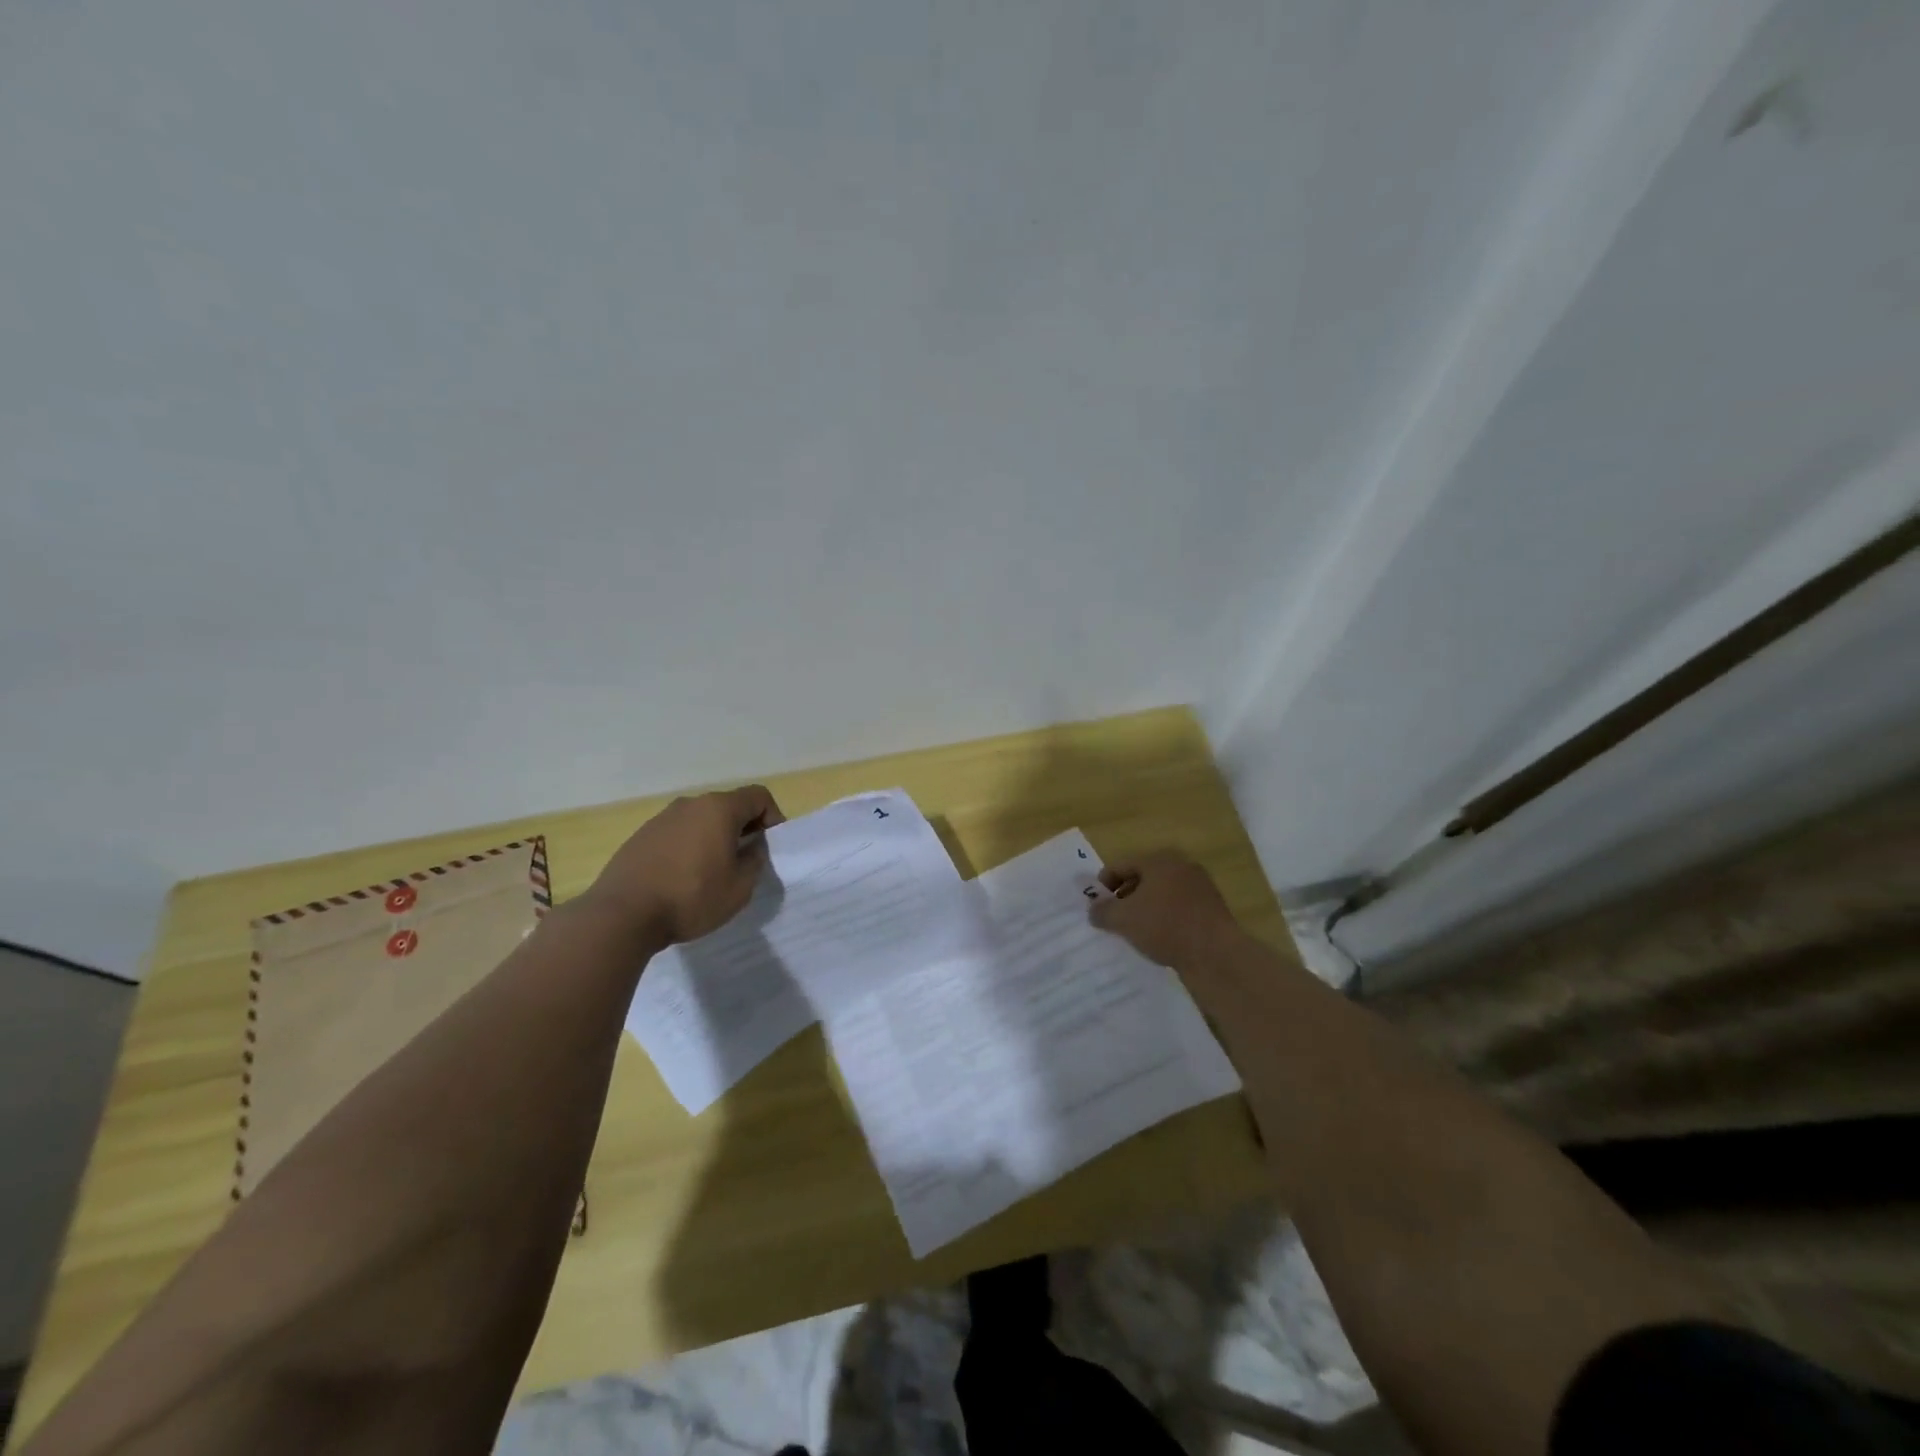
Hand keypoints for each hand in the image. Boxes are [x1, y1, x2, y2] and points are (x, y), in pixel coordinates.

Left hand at [582, 785, 784, 944]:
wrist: (622, 915)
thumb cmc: (691, 898)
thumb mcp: (740, 887)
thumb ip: (755, 861)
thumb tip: (752, 848)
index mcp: (719, 809)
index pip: (758, 796)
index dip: (773, 817)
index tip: (771, 846)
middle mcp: (690, 804)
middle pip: (728, 806)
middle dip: (744, 828)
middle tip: (745, 861)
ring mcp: (662, 818)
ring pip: (701, 820)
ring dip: (715, 838)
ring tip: (713, 873)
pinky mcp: (641, 836)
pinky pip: (677, 834)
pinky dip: (689, 847)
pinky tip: (683, 878)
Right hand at [1089, 850, 1240, 969]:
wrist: (1216, 954)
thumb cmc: (1165, 926)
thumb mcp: (1124, 919)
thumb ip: (1103, 911)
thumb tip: (1093, 909)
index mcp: (1159, 860)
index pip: (1121, 865)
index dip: (1103, 883)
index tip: (1095, 905)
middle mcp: (1181, 866)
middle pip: (1142, 877)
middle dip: (1125, 896)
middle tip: (1113, 917)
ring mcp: (1200, 886)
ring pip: (1161, 893)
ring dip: (1145, 908)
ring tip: (1134, 930)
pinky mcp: (1211, 908)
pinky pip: (1178, 908)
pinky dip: (1164, 918)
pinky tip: (1159, 938)